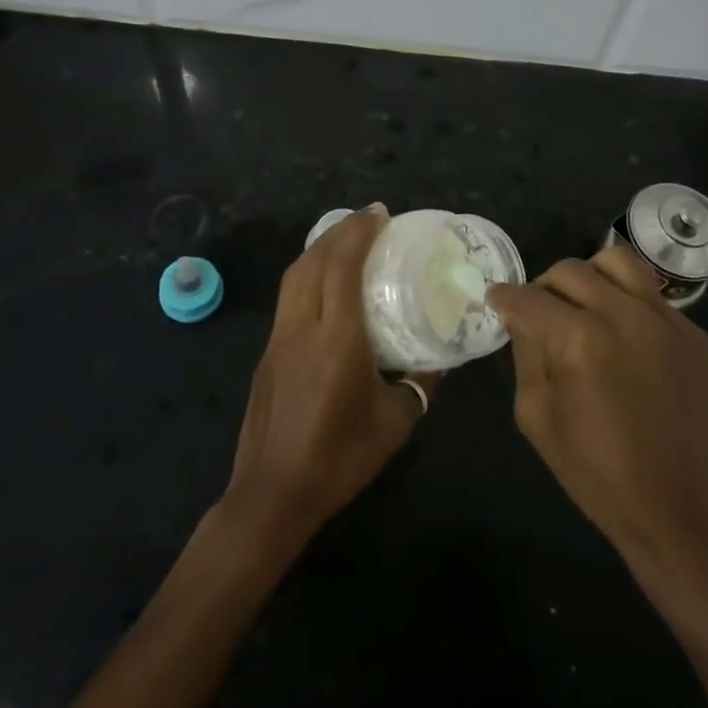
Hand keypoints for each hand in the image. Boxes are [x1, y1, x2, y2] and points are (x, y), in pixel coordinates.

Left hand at [225, 205, 434, 540]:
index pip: (342, 266)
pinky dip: (307, 273)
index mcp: (337, 338)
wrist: (273, 493)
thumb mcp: (396, 422)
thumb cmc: (339, 457)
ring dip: (319, 248)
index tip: (380, 214)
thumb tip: (439, 359)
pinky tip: (324, 284)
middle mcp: (302, 327)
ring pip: (294, 275)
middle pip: (314, 260)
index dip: (359, 232)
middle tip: (368, 220)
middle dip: (340, 231)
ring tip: (346, 241)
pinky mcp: (267, 353)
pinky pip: (288, 297)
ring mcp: (279, 338)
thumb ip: (420, 384)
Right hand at [489, 247, 707, 579]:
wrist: (682, 512)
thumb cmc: (598, 475)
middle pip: (569, 270)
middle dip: (543, 288)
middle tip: (539, 313)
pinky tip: (627, 343)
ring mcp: (668, 320)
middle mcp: (624, 315)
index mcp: (578, 339)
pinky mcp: (697, 335)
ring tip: (584, 305)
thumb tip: (524, 319)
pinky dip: (629, 307)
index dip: (504, 297)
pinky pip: (653, 299)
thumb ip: (526, 355)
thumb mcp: (537, 418)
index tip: (496, 301)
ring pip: (617, 262)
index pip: (527, 297)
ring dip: (590, 277)